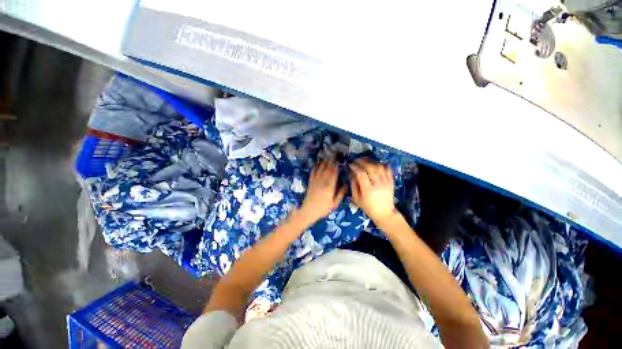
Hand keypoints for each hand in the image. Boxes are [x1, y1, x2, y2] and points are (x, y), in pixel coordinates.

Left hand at [298, 159, 345, 223]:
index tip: (339, 159)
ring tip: (327, 155)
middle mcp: (322, 181)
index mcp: (329, 186)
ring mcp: (315, 181)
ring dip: (324, 161)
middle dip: (330, 160)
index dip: (336, 165)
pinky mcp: (310, 182)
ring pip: (320, 169)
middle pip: (327, 168)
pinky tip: (317, 163)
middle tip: (334, 153)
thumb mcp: (335, 203)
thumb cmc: (324, 208)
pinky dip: (315, 166)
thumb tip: (347, 183)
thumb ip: (341, 193)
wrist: (309, 210)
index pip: (333, 173)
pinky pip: (313, 172)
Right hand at [349, 159, 396, 224]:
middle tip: (357, 160)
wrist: (384, 213)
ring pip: (379, 167)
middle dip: (362, 161)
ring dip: (371, 161)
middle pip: (371, 168)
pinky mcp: (391, 182)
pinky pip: (388, 169)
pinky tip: (376, 164)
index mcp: (368, 190)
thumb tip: (351, 173)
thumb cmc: (368, 207)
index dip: (355, 167)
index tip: (351, 165)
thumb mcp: (357, 199)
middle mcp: (378, 185)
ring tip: (365, 161)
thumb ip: (353, 185)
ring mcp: (386, 183)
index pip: (361, 174)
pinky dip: (381, 164)